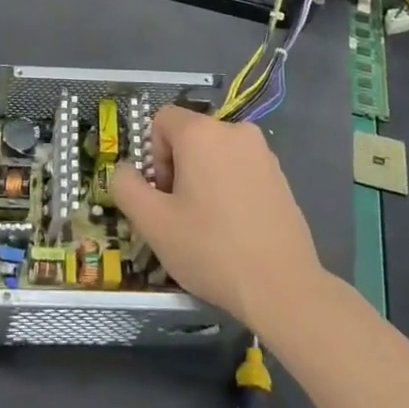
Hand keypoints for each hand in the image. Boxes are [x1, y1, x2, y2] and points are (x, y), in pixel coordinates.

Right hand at [109, 106, 321, 332]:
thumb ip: (126, 187)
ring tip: (209, 226)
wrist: (283, 288)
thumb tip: (126, 170)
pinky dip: (230, 188)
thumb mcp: (152, 223)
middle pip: (190, 136)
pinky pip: (240, 169)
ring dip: (204, 179)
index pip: (162, 120)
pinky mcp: (281, 176)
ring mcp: (263, 152)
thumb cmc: (211, 249)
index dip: (154, 155)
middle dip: (178, 169)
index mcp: (202, 132)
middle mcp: (235, 130)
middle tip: (182, 214)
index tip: (164, 194)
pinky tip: (234, 229)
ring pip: (216, 154)